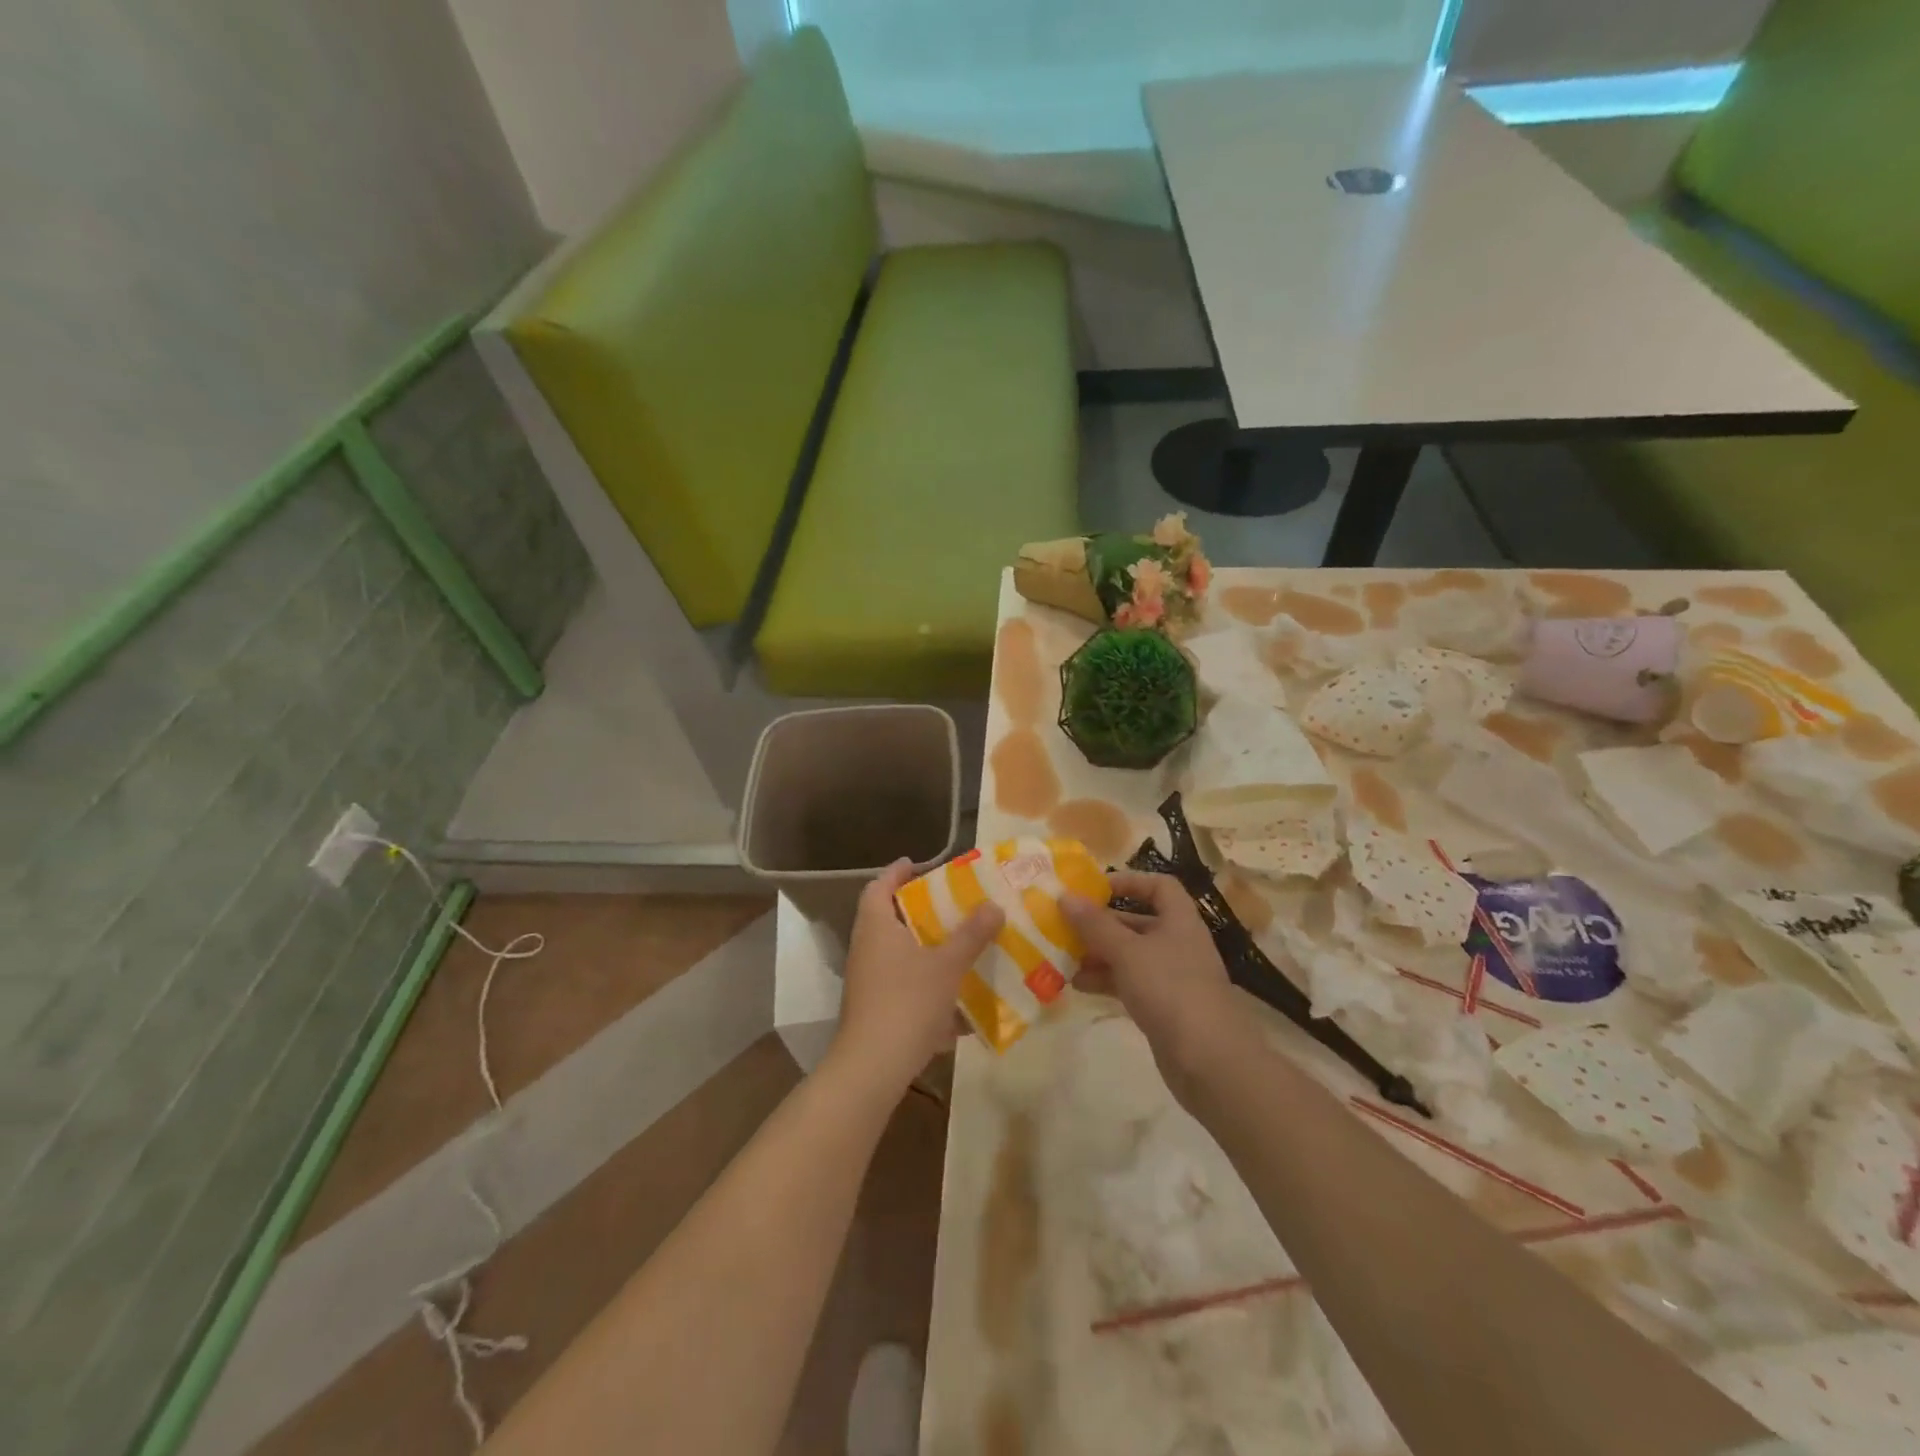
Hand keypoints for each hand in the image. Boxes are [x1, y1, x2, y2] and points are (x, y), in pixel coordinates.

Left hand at [828, 859, 1003, 1098]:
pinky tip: (954, 989)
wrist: (873, 1066)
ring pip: (897, 951)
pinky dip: (924, 978)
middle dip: (918, 909)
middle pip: (888, 917)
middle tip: (950, 902)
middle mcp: (866, 947)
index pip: (879, 885)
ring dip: (924, 945)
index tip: (920, 863)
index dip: (897, 872)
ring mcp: (867, 979)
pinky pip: (902, 981)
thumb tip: (994, 905)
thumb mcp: (946, 965)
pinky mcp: (875, 1006)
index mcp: (876, 926)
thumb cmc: (907, 1002)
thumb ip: (971, 934)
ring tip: (958, 942)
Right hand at [1062, 871, 1243, 1098]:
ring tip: (1064, 957)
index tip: (1095, 889)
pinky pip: (1130, 983)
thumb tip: (1065, 896)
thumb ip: (1095, 925)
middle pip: (1138, 922)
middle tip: (1066, 926)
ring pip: (1130, 955)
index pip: (1159, 886)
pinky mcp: (1164, 1007)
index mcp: (1179, 921)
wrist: (1210, 1061)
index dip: (1130, 881)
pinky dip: (1106, 981)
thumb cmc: (1170, 990)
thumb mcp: (1127, 952)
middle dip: (1102, 924)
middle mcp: (1178, 944)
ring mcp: (1172, 978)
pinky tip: (1079, 986)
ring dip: (1099, 954)